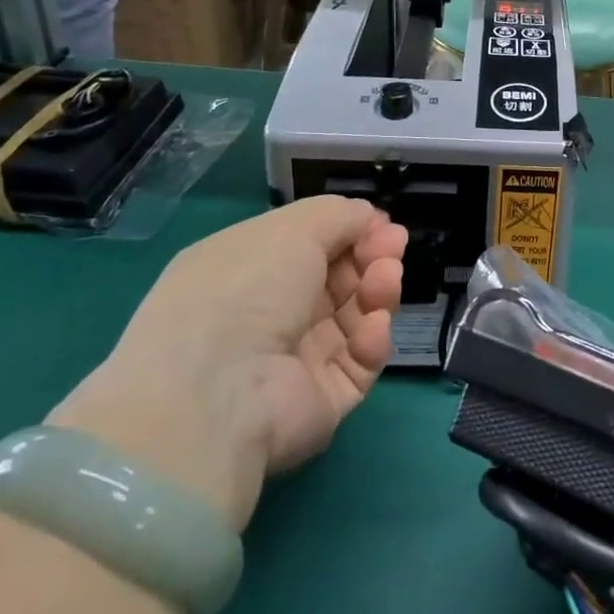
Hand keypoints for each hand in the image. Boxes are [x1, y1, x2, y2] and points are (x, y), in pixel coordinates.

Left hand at [50, 197, 405, 530]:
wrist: (219, 390)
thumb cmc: (247, 289)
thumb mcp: (292, 228)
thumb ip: (339, 215)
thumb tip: (370, 218)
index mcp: (248, 270)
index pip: (310, 245)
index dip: (351, 231)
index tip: (383, 224)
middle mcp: (268, 313)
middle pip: (338, 279)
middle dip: (372, 257)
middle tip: (393, 249)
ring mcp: (294, 359)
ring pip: (355, 316)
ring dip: (378, 291)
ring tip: (386, 281)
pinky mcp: (321, 398)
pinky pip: (359, 361)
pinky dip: (372, 340)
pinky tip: (373, 327)